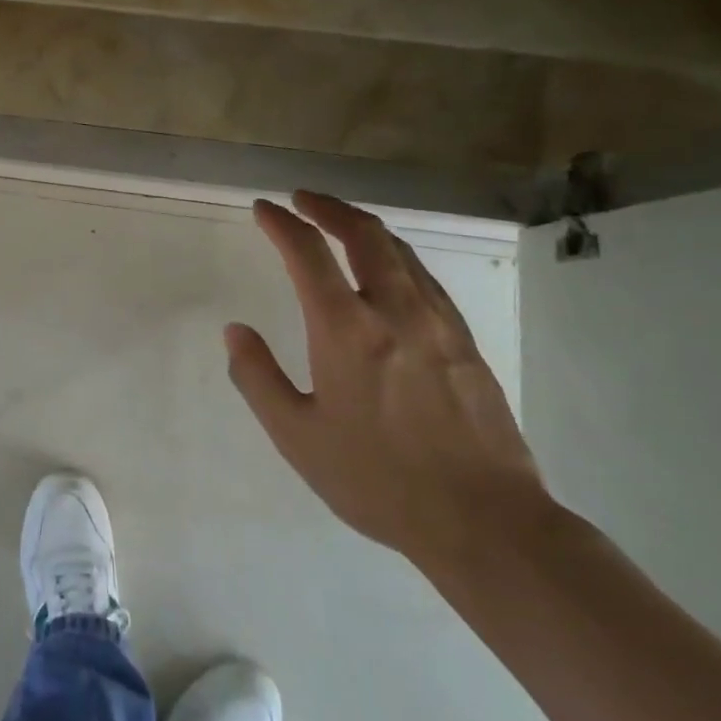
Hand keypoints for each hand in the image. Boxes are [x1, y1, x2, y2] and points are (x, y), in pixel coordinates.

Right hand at [227, 192, 548, 568]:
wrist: (485, 521)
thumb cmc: (378, 480)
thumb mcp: (297, 436)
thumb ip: (258, 377)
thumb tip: (235, 331)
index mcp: (346, 329)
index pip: (308, 252)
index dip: (281, 223)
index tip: (263, 208)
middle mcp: (394, 310)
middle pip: (363, 234)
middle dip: (328, 207)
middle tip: (303, 199)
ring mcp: (437, 322)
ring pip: (400, 251)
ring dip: (364, 227)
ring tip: (341, 224)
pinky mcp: (465, 341)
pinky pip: (424, 278)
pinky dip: (396, 256)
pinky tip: (389, 270)